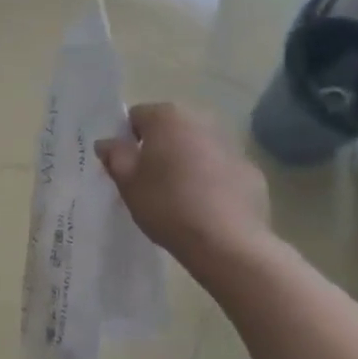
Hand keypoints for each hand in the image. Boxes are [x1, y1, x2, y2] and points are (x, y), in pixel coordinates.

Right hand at [96, 102, 270, 267]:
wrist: (225, 241)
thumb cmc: (166, 205)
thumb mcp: (127, 183)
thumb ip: (114, 156)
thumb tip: (107, 142)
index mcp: (167, 118)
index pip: (136, 117)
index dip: (126, 140)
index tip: (125, 167)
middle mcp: (201, 121)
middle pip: (170, 129)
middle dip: (158, 149)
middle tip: (149, 183)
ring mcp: (231, 144)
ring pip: (197, 148)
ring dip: (186, 163)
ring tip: (178, 198)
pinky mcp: (250, 170)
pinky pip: (221, 169)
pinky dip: (211, 181)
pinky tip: (206, 208)